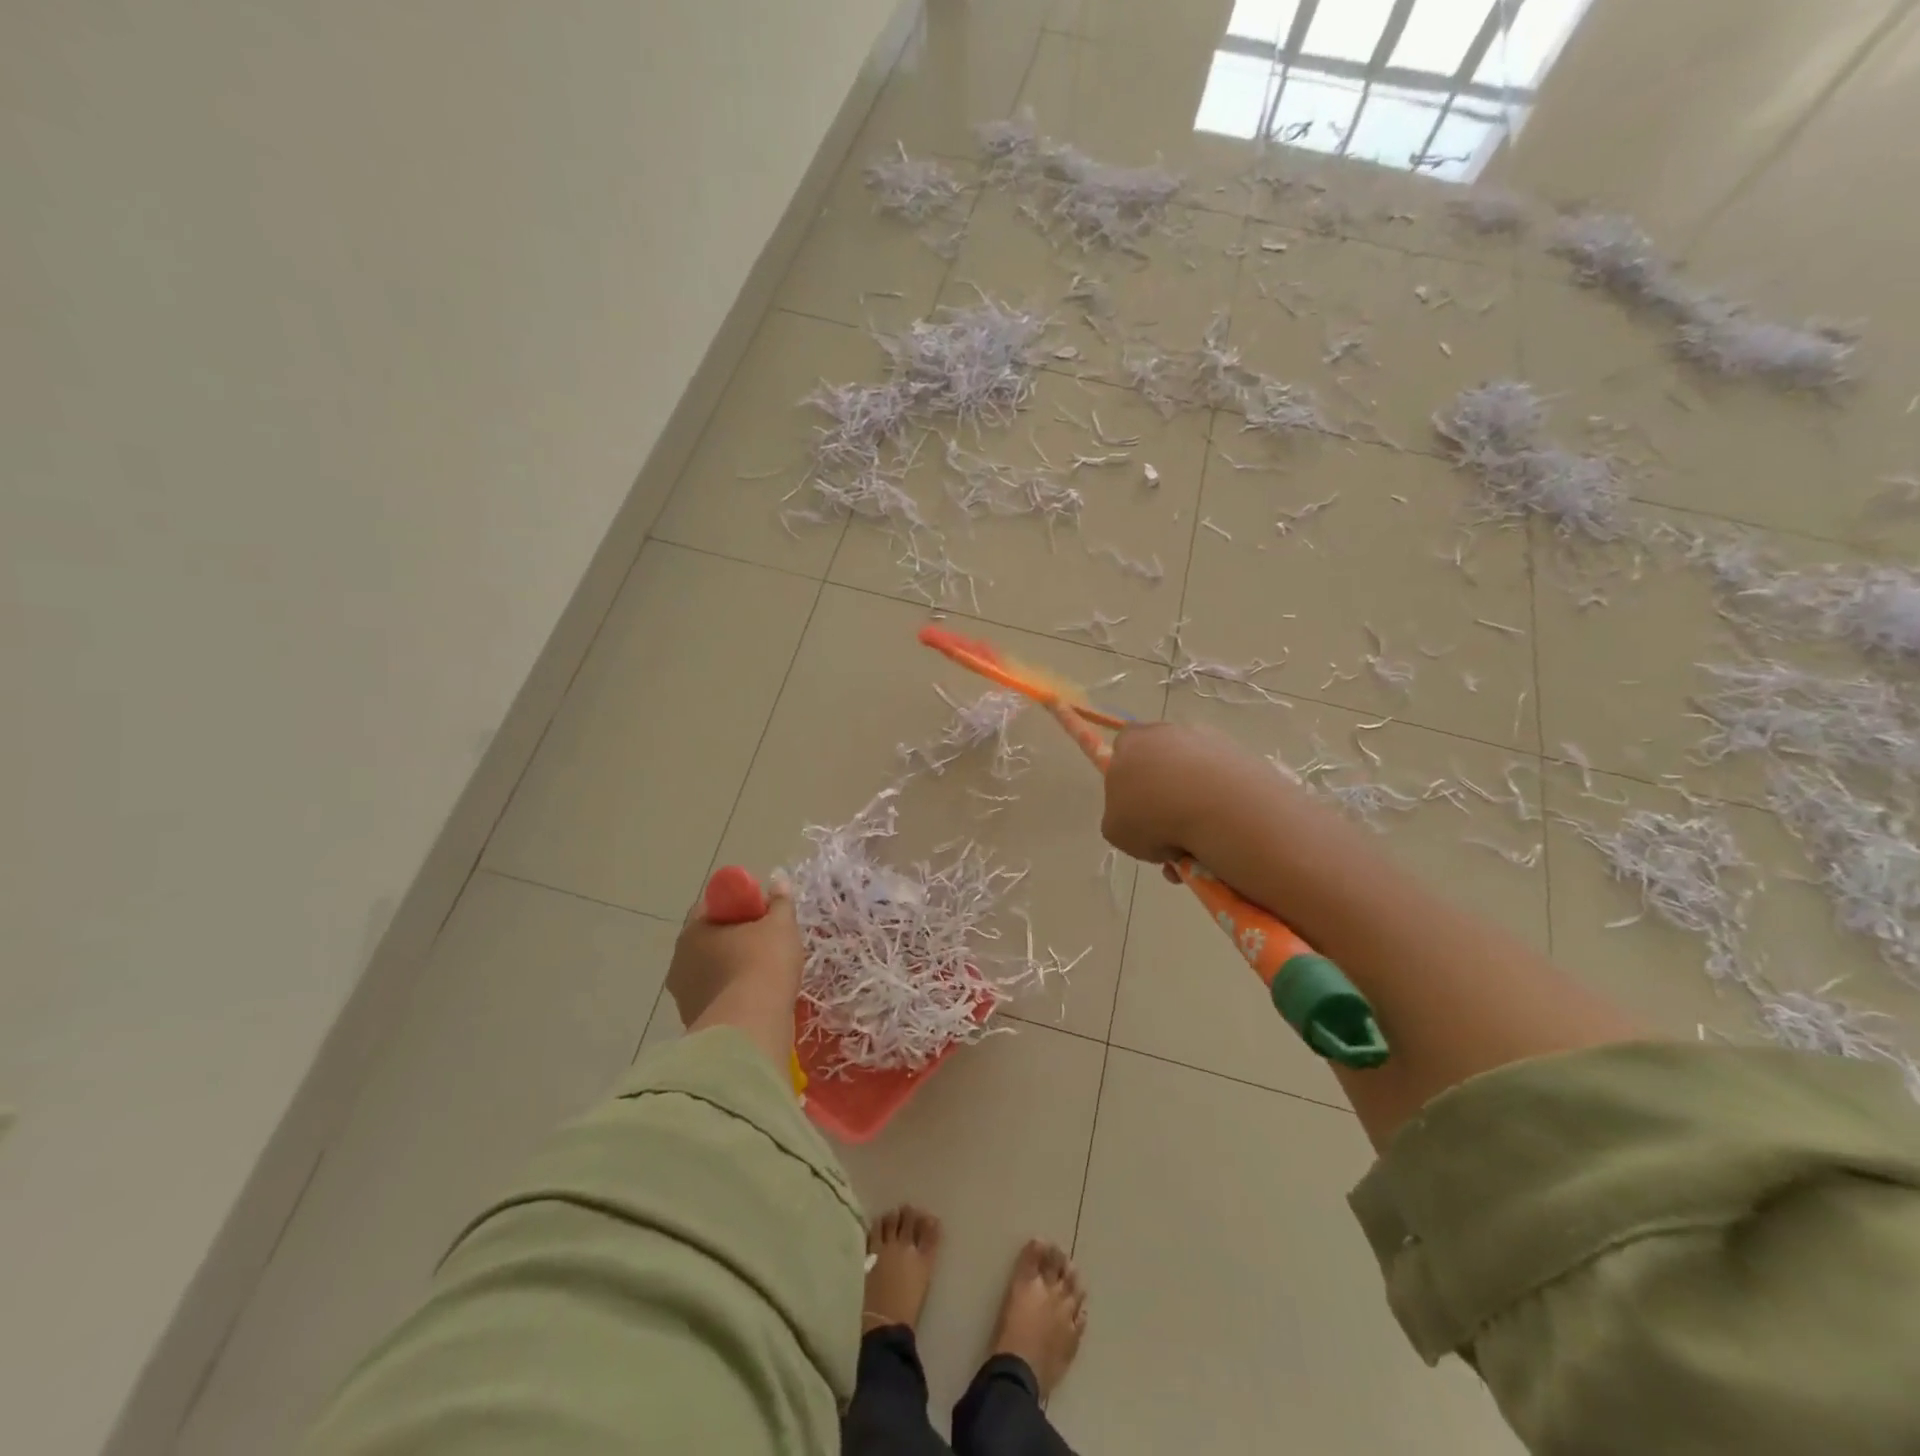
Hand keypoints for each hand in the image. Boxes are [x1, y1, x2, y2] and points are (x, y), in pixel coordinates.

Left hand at [667, 877, 803, 1048]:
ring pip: (711, 973)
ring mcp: (684, 996)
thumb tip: (778, 881)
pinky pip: (717, 1000)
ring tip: (764, 976)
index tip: (761, 913)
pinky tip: (756, 1001)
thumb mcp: (780, 925)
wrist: (752, 1027)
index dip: (737, 905)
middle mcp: (679, 961)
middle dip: (735, 940)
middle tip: (767, 943)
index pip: (711, 907)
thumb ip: (780, 901)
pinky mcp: (694, 1024)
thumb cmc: (763, 964)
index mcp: (693, 931)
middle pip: (709, 941)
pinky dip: (733, 997)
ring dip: (732, 971)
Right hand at [1101, 721, 1272, 869]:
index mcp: (1131, 743)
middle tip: (1167, 829)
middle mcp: (1168, 732)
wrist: (1218, 809)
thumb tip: (1141, 819)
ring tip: (1198, 840)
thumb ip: (1120, 817)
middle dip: (1163, 791)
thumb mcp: (1116, 831)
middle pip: (1161, 758)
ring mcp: (1207, 740)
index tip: (1135, 806)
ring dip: (1194, 799)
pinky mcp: (1241, 753)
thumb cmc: (1153, 817)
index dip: (1128, 777)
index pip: (1123, 748)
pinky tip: (1222, 830)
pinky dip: (1222, 802)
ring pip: (1195, 771)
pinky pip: (1224, 780)